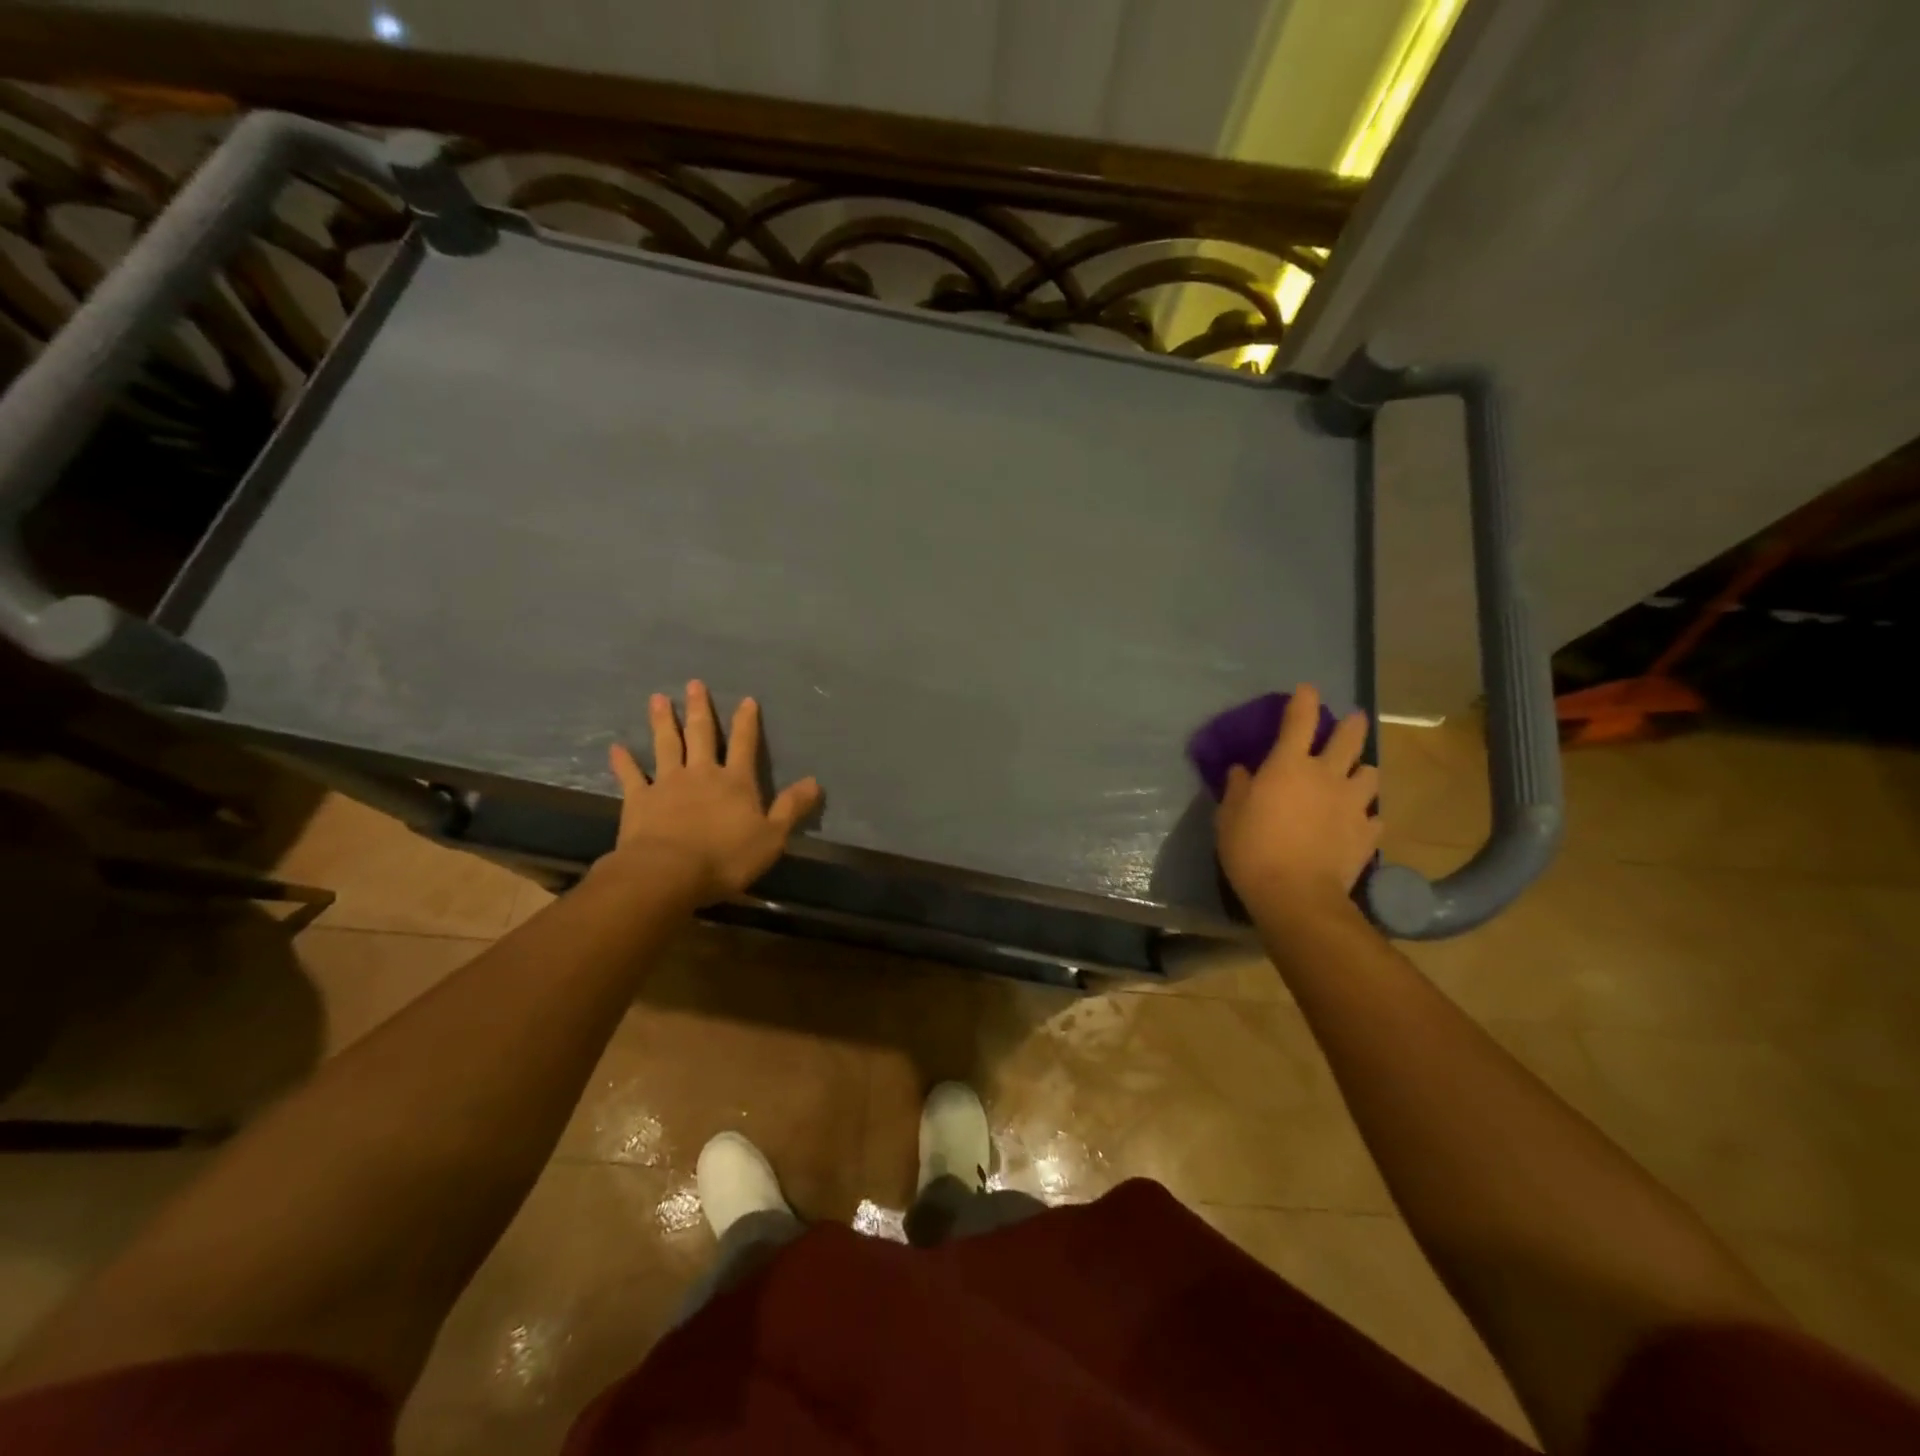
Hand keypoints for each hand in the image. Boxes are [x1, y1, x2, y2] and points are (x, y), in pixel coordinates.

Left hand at [605, 680, 821, 905]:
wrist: (668, 873)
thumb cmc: (726, 857)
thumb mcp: (772, 837)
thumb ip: (791, 808)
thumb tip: (815, 782)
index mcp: (736, 782)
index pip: (745, 745)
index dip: (747, 722)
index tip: (746, 699)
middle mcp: (702, 774)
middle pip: (701, 735)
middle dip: (699, 709)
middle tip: (694, 684)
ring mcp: (667, 784)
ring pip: (666, 745)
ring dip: (662, 722)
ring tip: (658, 698)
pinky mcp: (639, 800)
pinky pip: (631, 775)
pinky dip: (624, 761)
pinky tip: (616, 747)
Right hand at [1215, 684, 1378, 921]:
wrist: (1296, 895)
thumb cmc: (1252, 849)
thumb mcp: (1229, 817)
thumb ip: (1237, 790)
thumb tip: (1242, 772)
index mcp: (1288, 765)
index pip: (1299, 720)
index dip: (1304, 700)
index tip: (1307, 689)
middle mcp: (1326, 775)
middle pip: (1349, 738)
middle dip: (1351, 724)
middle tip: (1352, 720)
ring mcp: (1353, 804)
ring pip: (1371, 774)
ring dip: (1363, 771)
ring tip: (1358, 776)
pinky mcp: (1367, 833)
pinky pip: (1374, 816)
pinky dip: (1366, 815)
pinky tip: (1358, 822)